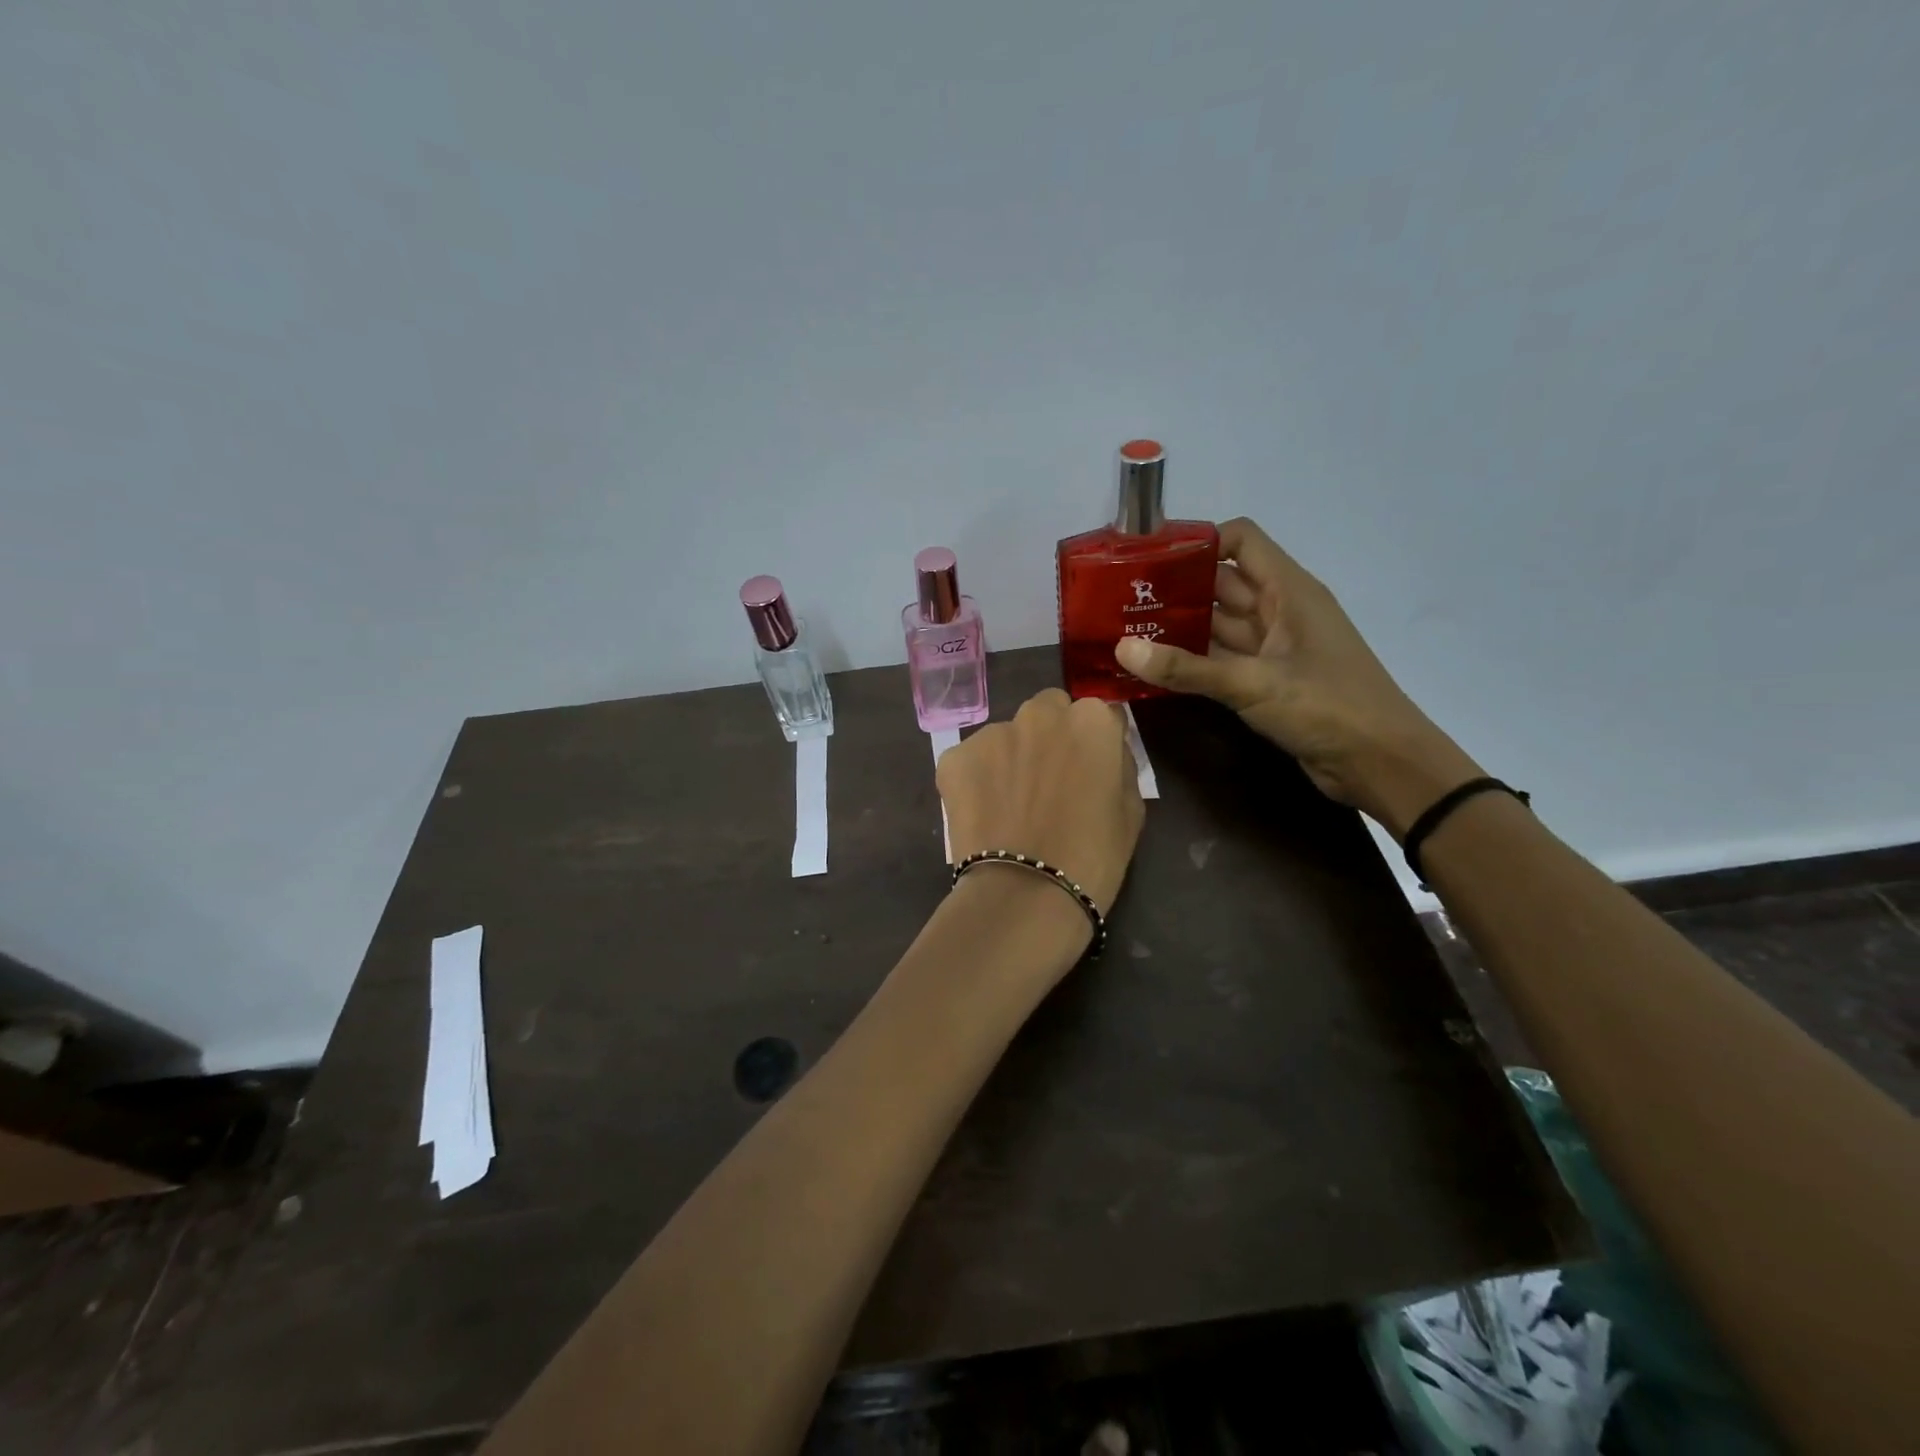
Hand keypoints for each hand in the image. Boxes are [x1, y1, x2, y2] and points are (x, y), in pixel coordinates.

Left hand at [936, 689, 1143, 913]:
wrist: (1025, 894)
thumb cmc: (1093, 857)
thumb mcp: (1131, 810)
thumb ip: (1118, 766)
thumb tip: (1104, 754)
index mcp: (1090, 721)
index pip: (1099, 716)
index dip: (1095, 745)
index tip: (1090, 772)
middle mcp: (1040, 713)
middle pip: (1048, 713)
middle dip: (1050, 737)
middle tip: (1049, 783)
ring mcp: (992, 732)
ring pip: (1006, 736)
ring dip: (1011, 758)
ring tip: (1011, 806)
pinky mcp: (955, 757)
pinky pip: (971, 761)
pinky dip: (977, 780)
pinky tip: (985, 815)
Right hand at [1113, 518, 1481, 837]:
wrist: (1381, 763)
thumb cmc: (1328, 707)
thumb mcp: (1253, 684)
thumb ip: (1187, 668)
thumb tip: (1123, 649)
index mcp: (1288, 591)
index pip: (1240, 541)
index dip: (1198, 542)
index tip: (1149, 559)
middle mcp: (1279, 611)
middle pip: (1220, 584)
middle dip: (1175, 588)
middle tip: (1119, 599)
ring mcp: (1273, 648)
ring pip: (1218, 625)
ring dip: (1178, 628)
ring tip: (1125, 631)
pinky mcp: (1266, 681)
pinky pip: (1221, 660)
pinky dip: (1191, 662)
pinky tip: (1153, 668)